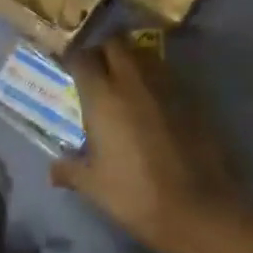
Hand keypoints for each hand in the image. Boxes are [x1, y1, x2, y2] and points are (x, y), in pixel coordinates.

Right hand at [52, 39, 252, 252]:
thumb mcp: (94, 186)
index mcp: (103, 97)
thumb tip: (53, 170)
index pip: (82, 58)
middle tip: (96, 69)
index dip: (73, 59)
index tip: (68, 68)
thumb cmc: (135, 195)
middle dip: (103, 50)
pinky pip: (167, 76)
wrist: (199, 208)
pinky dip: (155, 80)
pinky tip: (152, 103)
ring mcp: (167, 87)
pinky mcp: (193, 98)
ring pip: (144, 55)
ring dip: (131, 60)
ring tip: (123, 81)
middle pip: (116, 44)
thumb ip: (70, 171)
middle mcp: (133, 81)